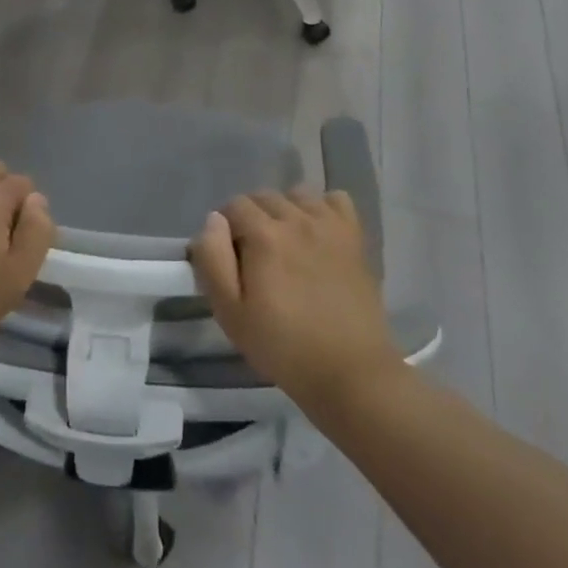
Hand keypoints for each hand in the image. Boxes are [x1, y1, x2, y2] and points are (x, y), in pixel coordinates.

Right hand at [189, 190, 401, 413]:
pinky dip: (323, 209)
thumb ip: (213, 259)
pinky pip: (336, 200)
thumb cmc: (283, 347)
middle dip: (252, 218)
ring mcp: (329, 225)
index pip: (234, 205)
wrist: (350, 373)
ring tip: (286, 244)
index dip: (226, 229)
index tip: (230, 259)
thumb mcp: (230, 313)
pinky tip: (319, 234)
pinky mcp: (354, 237)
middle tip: (255, 257)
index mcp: (263, 235)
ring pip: (297, 194)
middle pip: (264, 196)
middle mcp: (296, 218)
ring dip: (285, 210)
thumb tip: (213, 220)